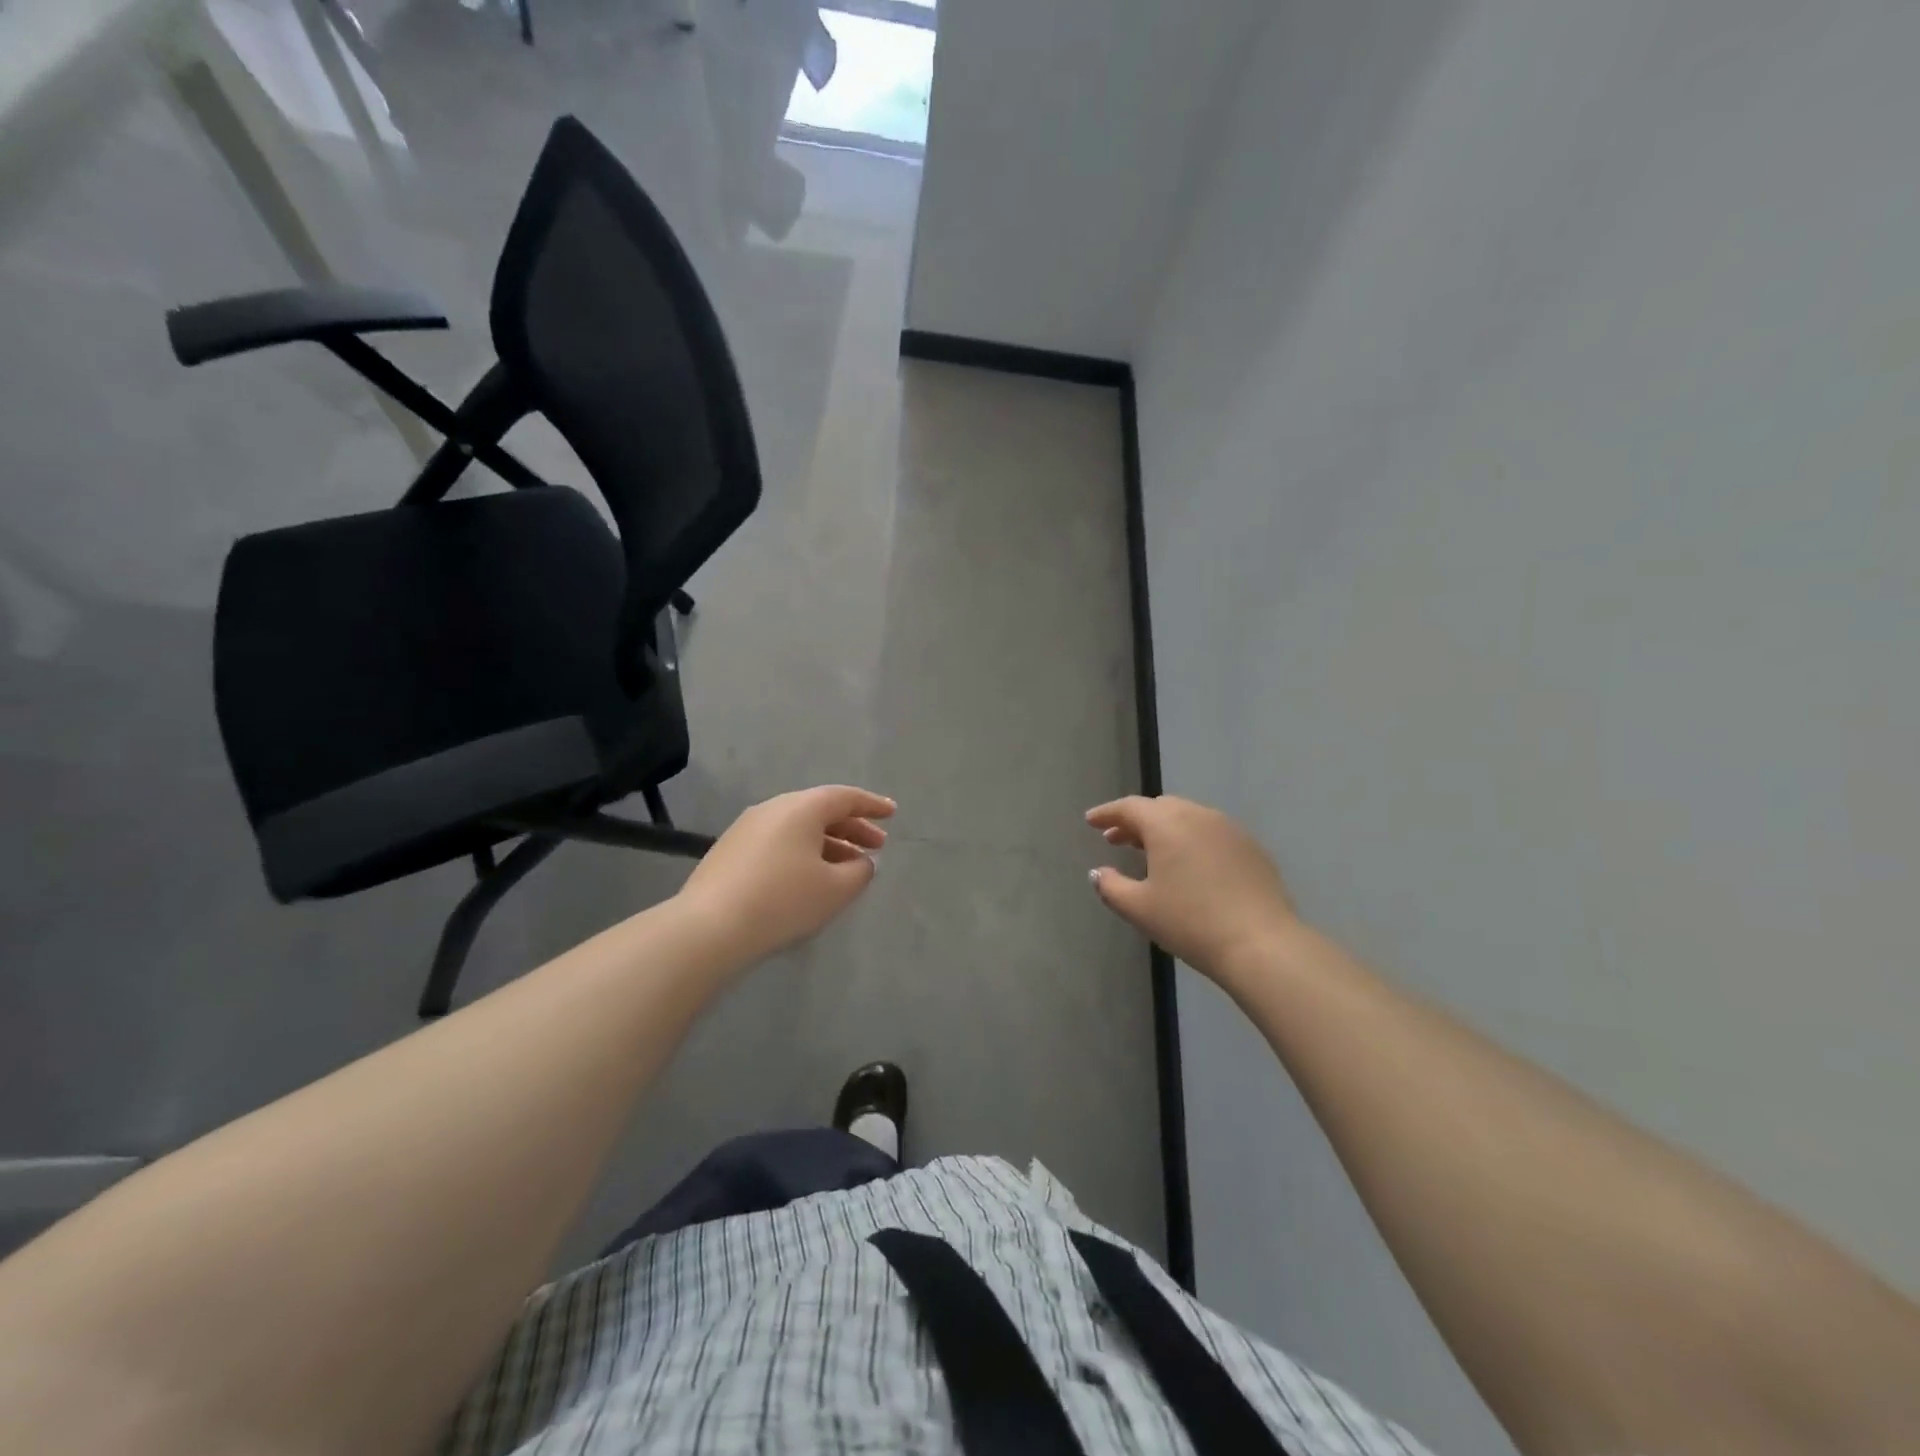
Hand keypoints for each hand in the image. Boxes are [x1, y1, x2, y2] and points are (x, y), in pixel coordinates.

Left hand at [677, 785, 893, 966]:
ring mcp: (746, 829)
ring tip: (848, 867)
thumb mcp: (835, 889)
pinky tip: (809, 878)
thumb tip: (861, 862)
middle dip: (852, 828)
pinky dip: (803, 853)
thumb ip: (860, 871)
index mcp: (801, 808)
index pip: (845, 797)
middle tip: (877, 846)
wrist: (708, 928)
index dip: (872, 805)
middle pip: (821, 811)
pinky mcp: (730, 852)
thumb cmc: (783, 901)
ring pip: (798, 829)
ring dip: (828, 843)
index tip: (892, 813)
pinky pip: (778, 843)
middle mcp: (773, 809)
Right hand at [1086, 795, 1300, 985]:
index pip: (1129, 807)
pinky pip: (1211, 833)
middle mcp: (1198, 815)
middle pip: (1159, 808)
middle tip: (1117, 840)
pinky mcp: (1251, 847)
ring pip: (1188, 818)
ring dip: (1164, 829)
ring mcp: (1229, 828)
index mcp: (1166, 823)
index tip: (1091, 822)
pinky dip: (1191, 840)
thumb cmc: (1190, 922)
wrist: (1261, 943)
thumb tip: (1098, 873)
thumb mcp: (1139, 908)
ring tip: (1151, 853)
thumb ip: (1110, 886)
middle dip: (1135, 821)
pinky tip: (1189, 866)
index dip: (1106, 813)